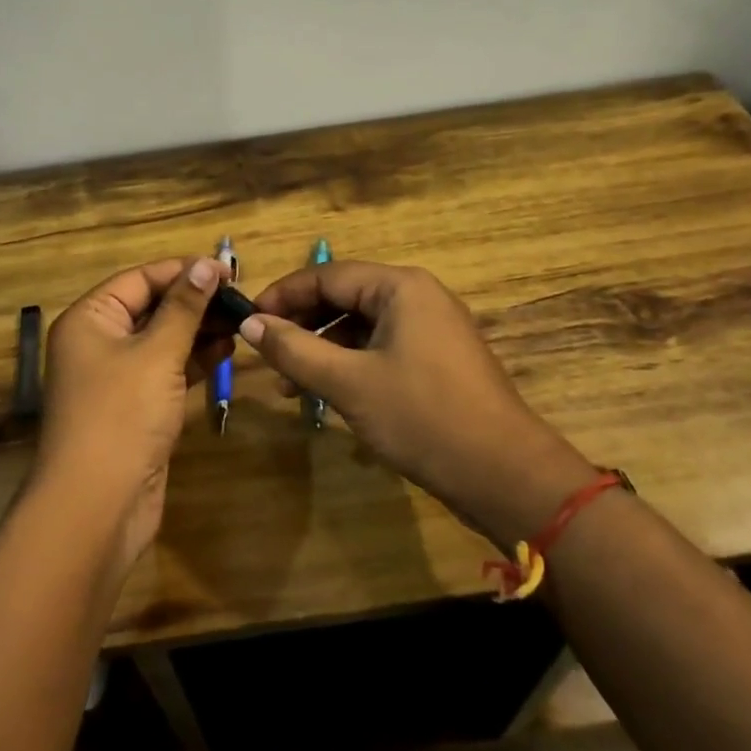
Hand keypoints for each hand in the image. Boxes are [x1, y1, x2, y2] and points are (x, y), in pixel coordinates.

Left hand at [35, 257, 231, 574]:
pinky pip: (166, 370)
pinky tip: (226, 351)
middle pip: (151, 307)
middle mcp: (98, 342)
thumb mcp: (156, 354)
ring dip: (199, 330)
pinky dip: (193, 360)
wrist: (98, 504)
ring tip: (241, 322)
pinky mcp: (135, 407)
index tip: (229, 270)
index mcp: (90, 319)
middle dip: (195, 302)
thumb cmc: (122, 416)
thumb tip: (207, 265)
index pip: (140, 279)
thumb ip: (184, 308)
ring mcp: (116, 377)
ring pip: (162, 340)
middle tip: (243, 299)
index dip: (183, 272)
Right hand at [241, 261, 594, 550]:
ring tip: (288, 384)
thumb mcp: (348, 383)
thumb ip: (294, 350)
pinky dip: (349, 366)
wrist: (504, 474)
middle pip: (344, 297)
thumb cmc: (422, 417)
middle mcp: (418, 297)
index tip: (247, 321)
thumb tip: (249, 324)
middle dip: (301, 324)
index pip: (327, 275)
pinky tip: (326, 395)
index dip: (282, 296)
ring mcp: (431, 329)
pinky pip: (380, 349)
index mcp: (400, 287)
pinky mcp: (437, 361)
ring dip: (321, 349)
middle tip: (264, 353)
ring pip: (361, 327)